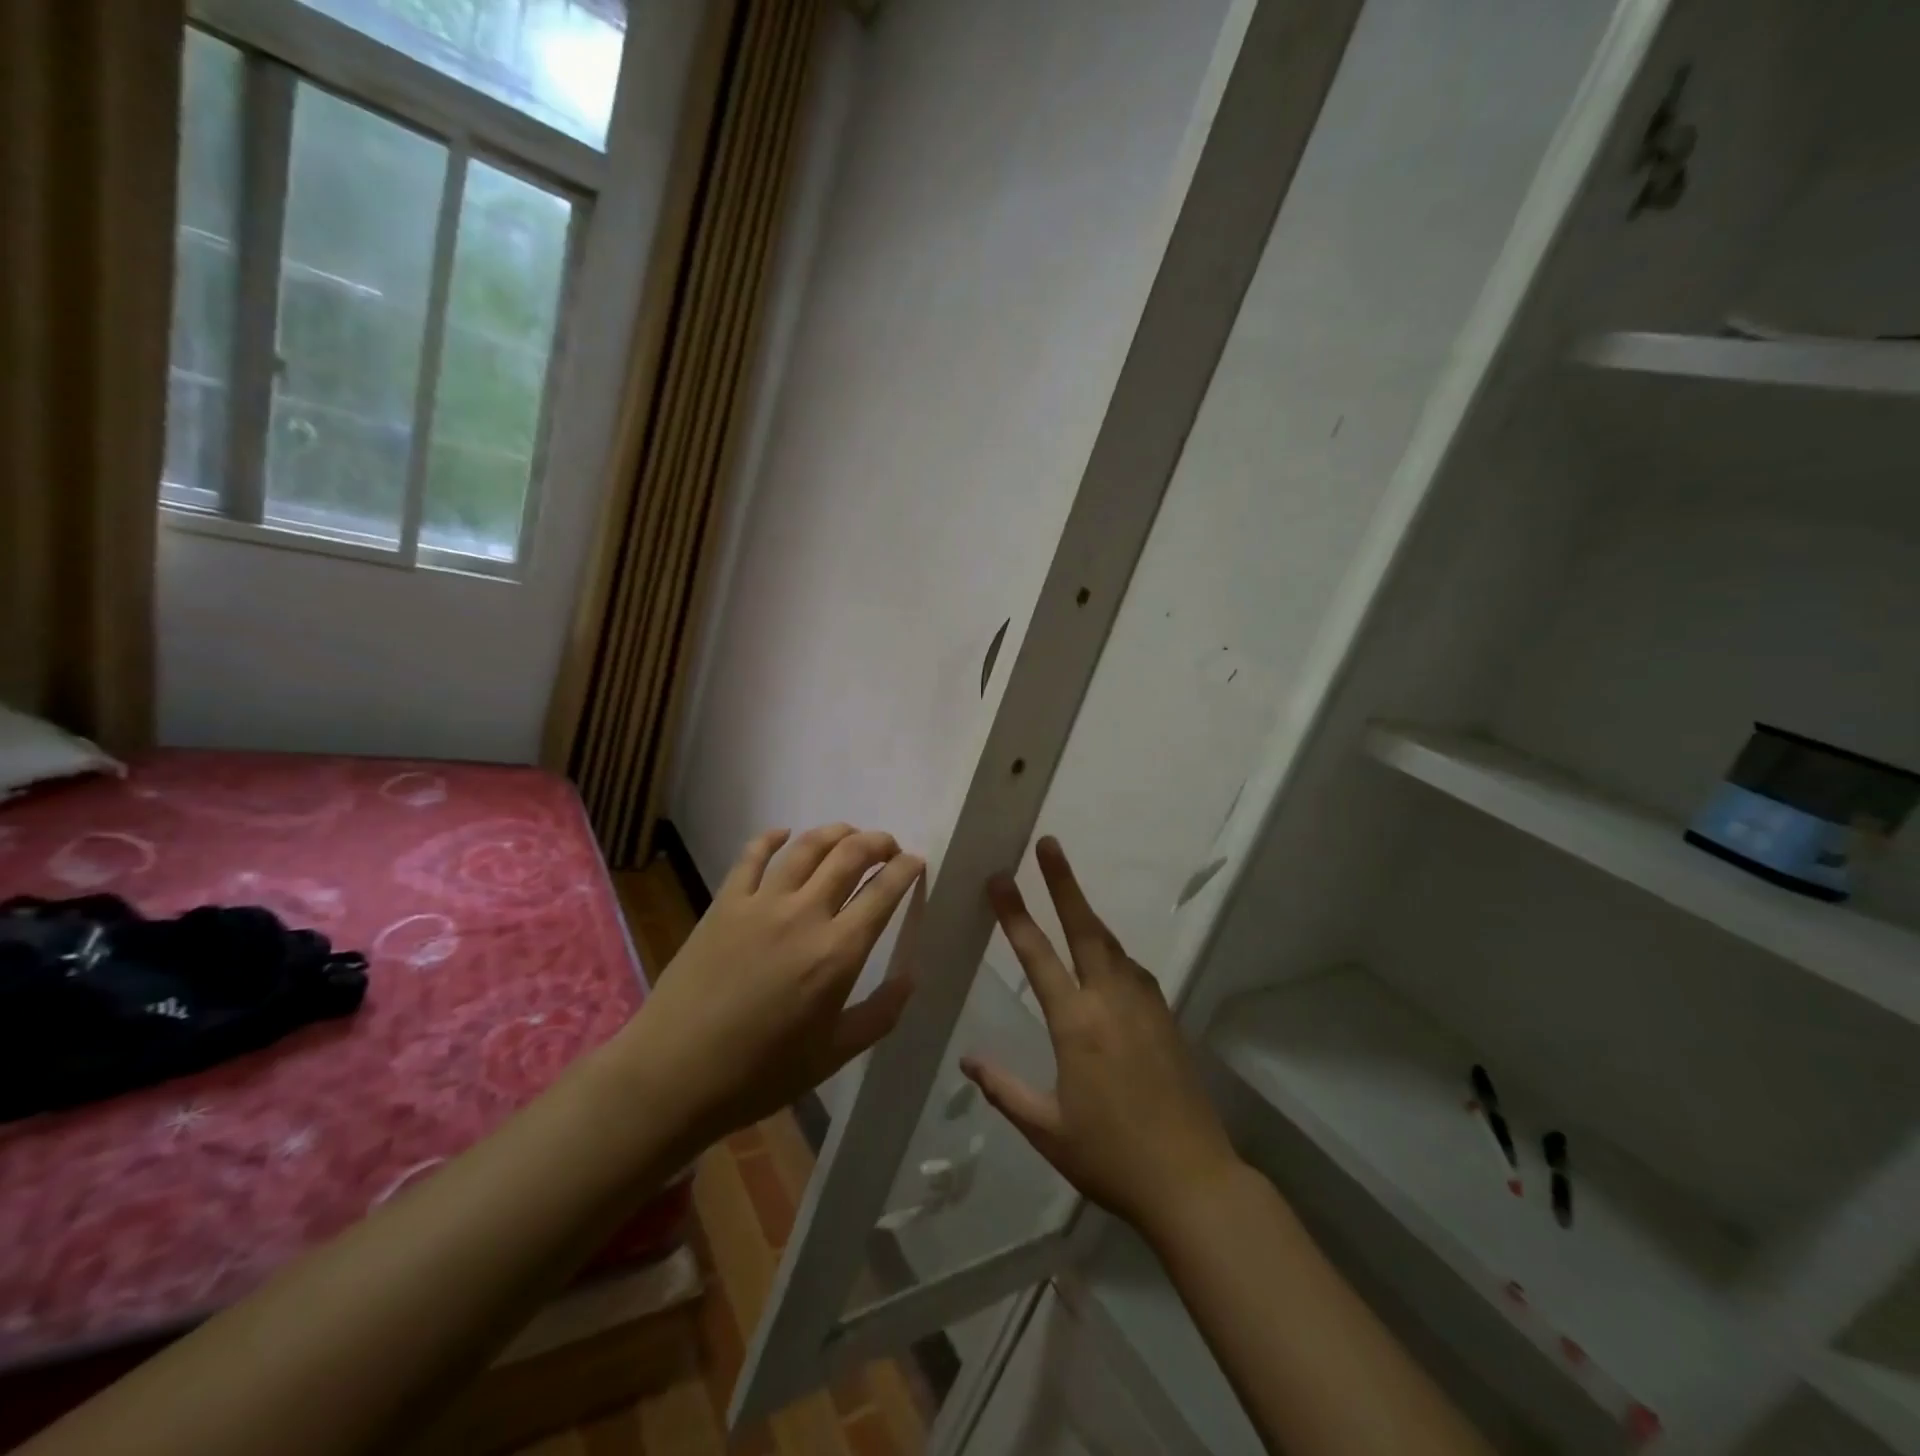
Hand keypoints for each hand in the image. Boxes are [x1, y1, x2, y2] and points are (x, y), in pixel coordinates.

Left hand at [626, 824, 923, 1144]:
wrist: (673, 1074)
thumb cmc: (760, 1073)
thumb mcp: (833, 1055)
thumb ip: (879, 1014)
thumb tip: (910, 978)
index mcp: (837, 952)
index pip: (884, 892)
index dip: (906, 869)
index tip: (916, 863)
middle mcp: (804, 914)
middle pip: (850, 854)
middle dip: (878, 842)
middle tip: (888, 847)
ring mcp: (761, 902)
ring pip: (807, 845)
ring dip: (836, 832)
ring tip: (849, 835)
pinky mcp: (725, 902)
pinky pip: (752, 854)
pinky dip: (773, 837)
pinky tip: (784, 834)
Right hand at [962, 838, 1241, 1241]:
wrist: (1192, 1180)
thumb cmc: (1111, 1156)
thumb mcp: (1047, 1129)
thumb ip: (1005, 1091)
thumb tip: (967, 1060)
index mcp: (1076, 1024)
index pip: (1038, 956)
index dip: (1015, 915)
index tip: (999, 878)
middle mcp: (1111, 1001)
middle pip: (1085, 928)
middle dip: (1063, 883)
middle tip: (1048, 844)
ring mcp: (1144, 1006)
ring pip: (1112, 945)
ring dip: (1088, 914)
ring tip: (1069, 892)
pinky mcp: (1166, 1018)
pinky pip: (1134, 970)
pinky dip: (1113, 951)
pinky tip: (1108, 957)